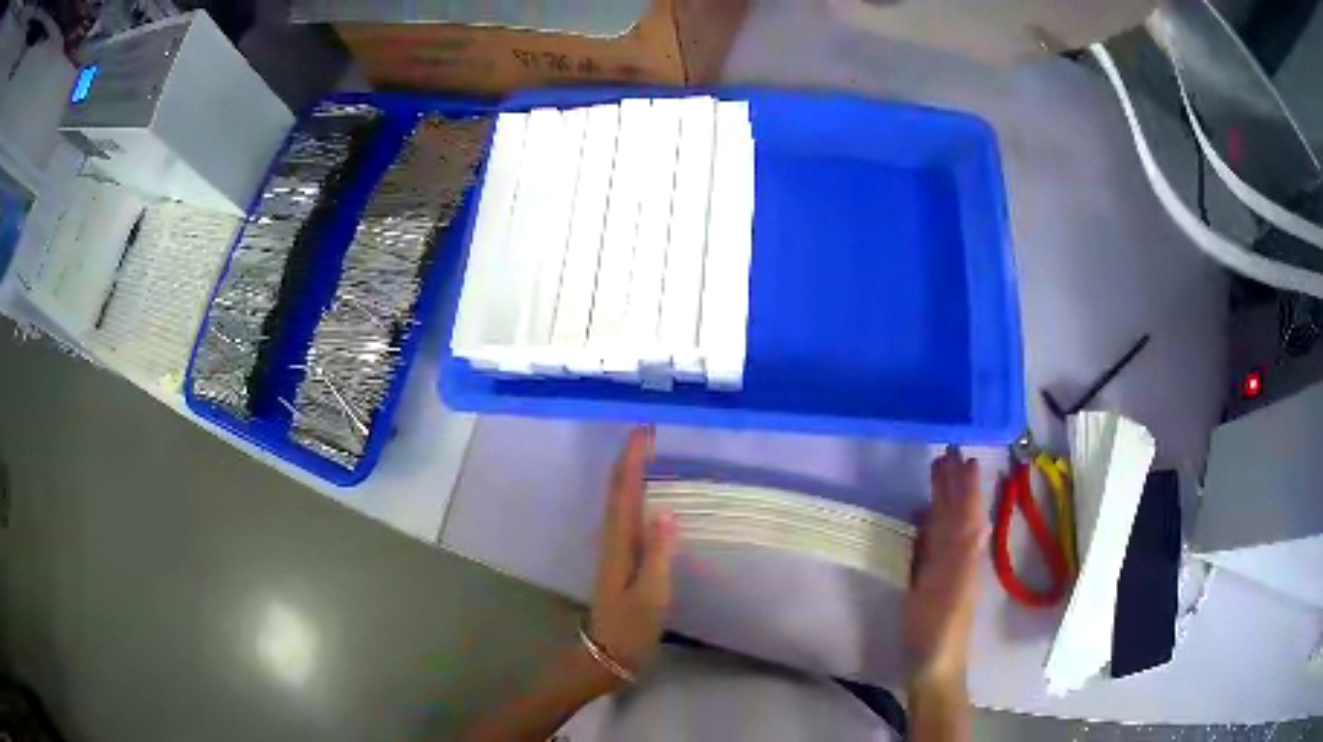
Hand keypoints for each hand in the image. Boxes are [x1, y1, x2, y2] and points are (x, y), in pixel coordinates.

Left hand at [588, 426, 676, 684]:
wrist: (607, 655)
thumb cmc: (631, 629)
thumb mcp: (651, 597)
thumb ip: (659, 556)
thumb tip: (666, 511)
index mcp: (620, 544)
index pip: (625, 492)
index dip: (633, 459)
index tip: (644, 429)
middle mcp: (613, 540)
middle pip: (617, 490)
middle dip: (630, 457)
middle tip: (648, 429)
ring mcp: (615, 549)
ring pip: (619, 500)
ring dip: (630, 471)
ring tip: (647, 450)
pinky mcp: (621, 559)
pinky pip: (626, 514)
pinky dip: (633, 493)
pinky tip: (646, 493)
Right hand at [905, 446, 989, 689]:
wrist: (934, 668)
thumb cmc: (940, 637)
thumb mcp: (953, 601)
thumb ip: (964, 565)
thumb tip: (977, 526)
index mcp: (964, 559)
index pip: (966, 514)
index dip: (966, 487)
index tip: (963, 458)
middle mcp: (957, 557)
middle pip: (956, 514)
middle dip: (953, 484)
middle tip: (946, 452)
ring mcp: (943, 569)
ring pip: (944, 525)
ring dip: (942, 498)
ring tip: (936, 471)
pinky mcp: (928, 581)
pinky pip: (931, 544)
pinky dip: (929, 524)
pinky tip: (924, 515)